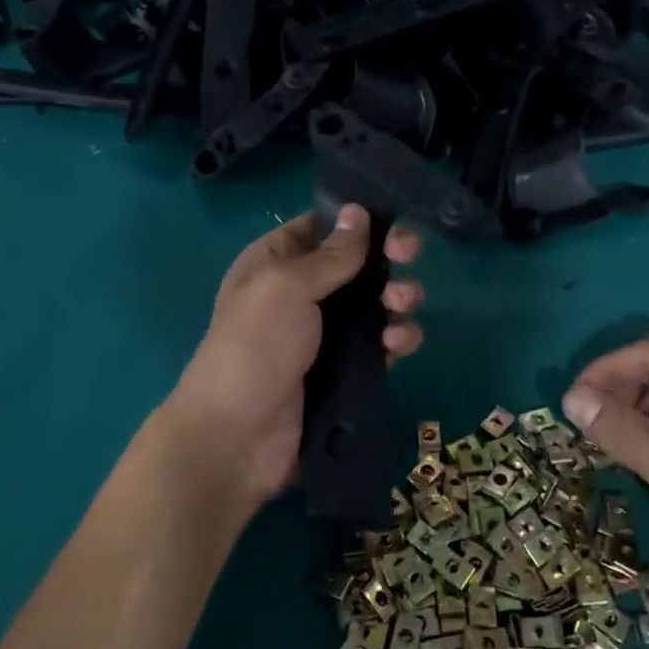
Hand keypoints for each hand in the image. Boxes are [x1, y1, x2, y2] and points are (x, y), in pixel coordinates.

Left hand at [167, 205, 423, 503]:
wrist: (238, 437)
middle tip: (410, 255)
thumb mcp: (287, 287)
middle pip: (357, 264)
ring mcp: (325, 334)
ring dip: (397, 297)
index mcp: (276, 263)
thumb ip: (331, 254)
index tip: (392, 219)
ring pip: (375, 304)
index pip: (322, 228)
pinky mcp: (345, 371)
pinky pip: (381, 345)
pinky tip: (400, 343)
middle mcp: (302, 293)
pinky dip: (396, 338)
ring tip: (401, 305)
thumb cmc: (255, 346)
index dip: (357, 221)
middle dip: (388, 258)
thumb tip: (358, 210)